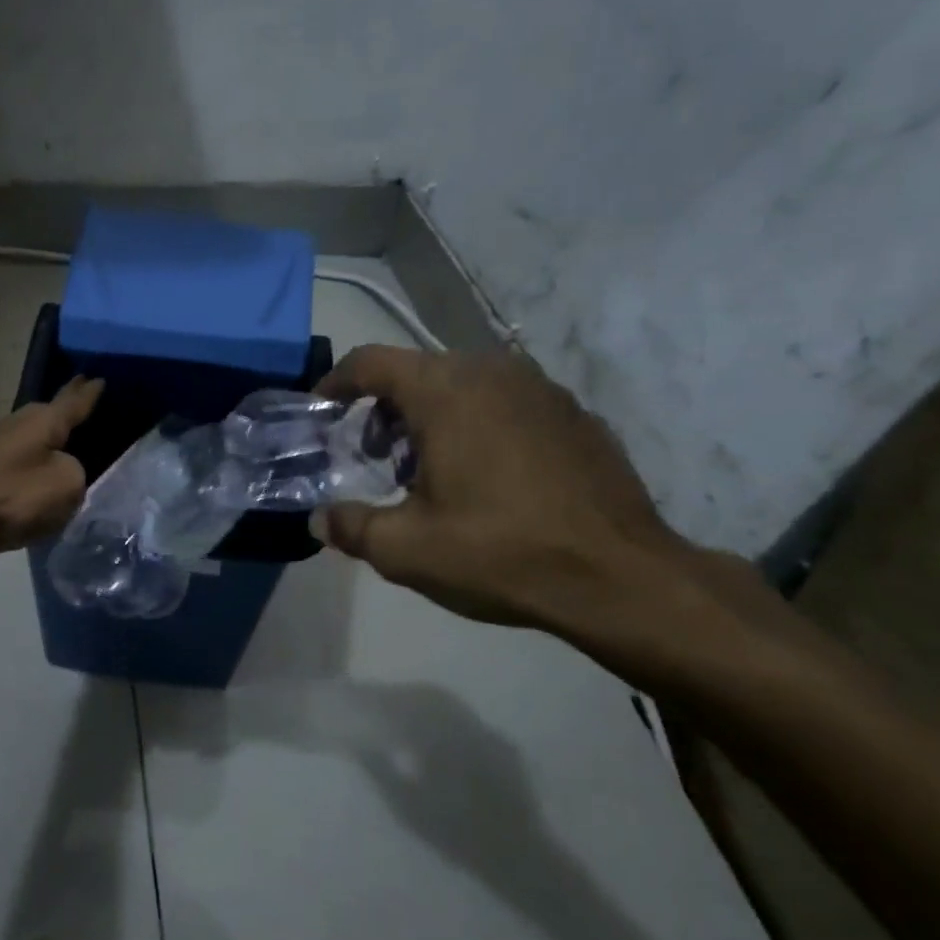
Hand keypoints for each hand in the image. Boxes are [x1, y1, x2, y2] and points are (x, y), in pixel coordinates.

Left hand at [0, 377, 103, 570]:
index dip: (89, 393)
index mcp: (42, 421)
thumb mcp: (64, 486)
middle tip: (87, 416)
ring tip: (65, 455)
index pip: (74, 401)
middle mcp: (16, 425)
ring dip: (45, 450)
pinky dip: (26, 475)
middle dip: (66, 417)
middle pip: (48, 418)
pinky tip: (34, 489)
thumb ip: (76, 474)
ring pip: (29, 444)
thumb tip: (62, 471)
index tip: (99, 378)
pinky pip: (14, 470)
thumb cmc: (8, 497)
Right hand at [311, 346, 684, 627]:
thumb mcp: (405, 549)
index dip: (336, 382)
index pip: (371, 361)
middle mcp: (493, 372)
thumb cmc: (499, 552)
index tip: (322, 410)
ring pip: (464, 385)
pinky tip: (487, 479)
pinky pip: (507, 404)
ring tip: (428, 471)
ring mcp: (541, 389)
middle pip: (417, 372)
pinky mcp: (576, 414)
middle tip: (374, 457)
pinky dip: (478, 425)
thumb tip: (319, 519)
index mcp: (445, 391)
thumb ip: (350, 527)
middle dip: (384, 409)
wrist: (621, 578)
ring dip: (431, 417)